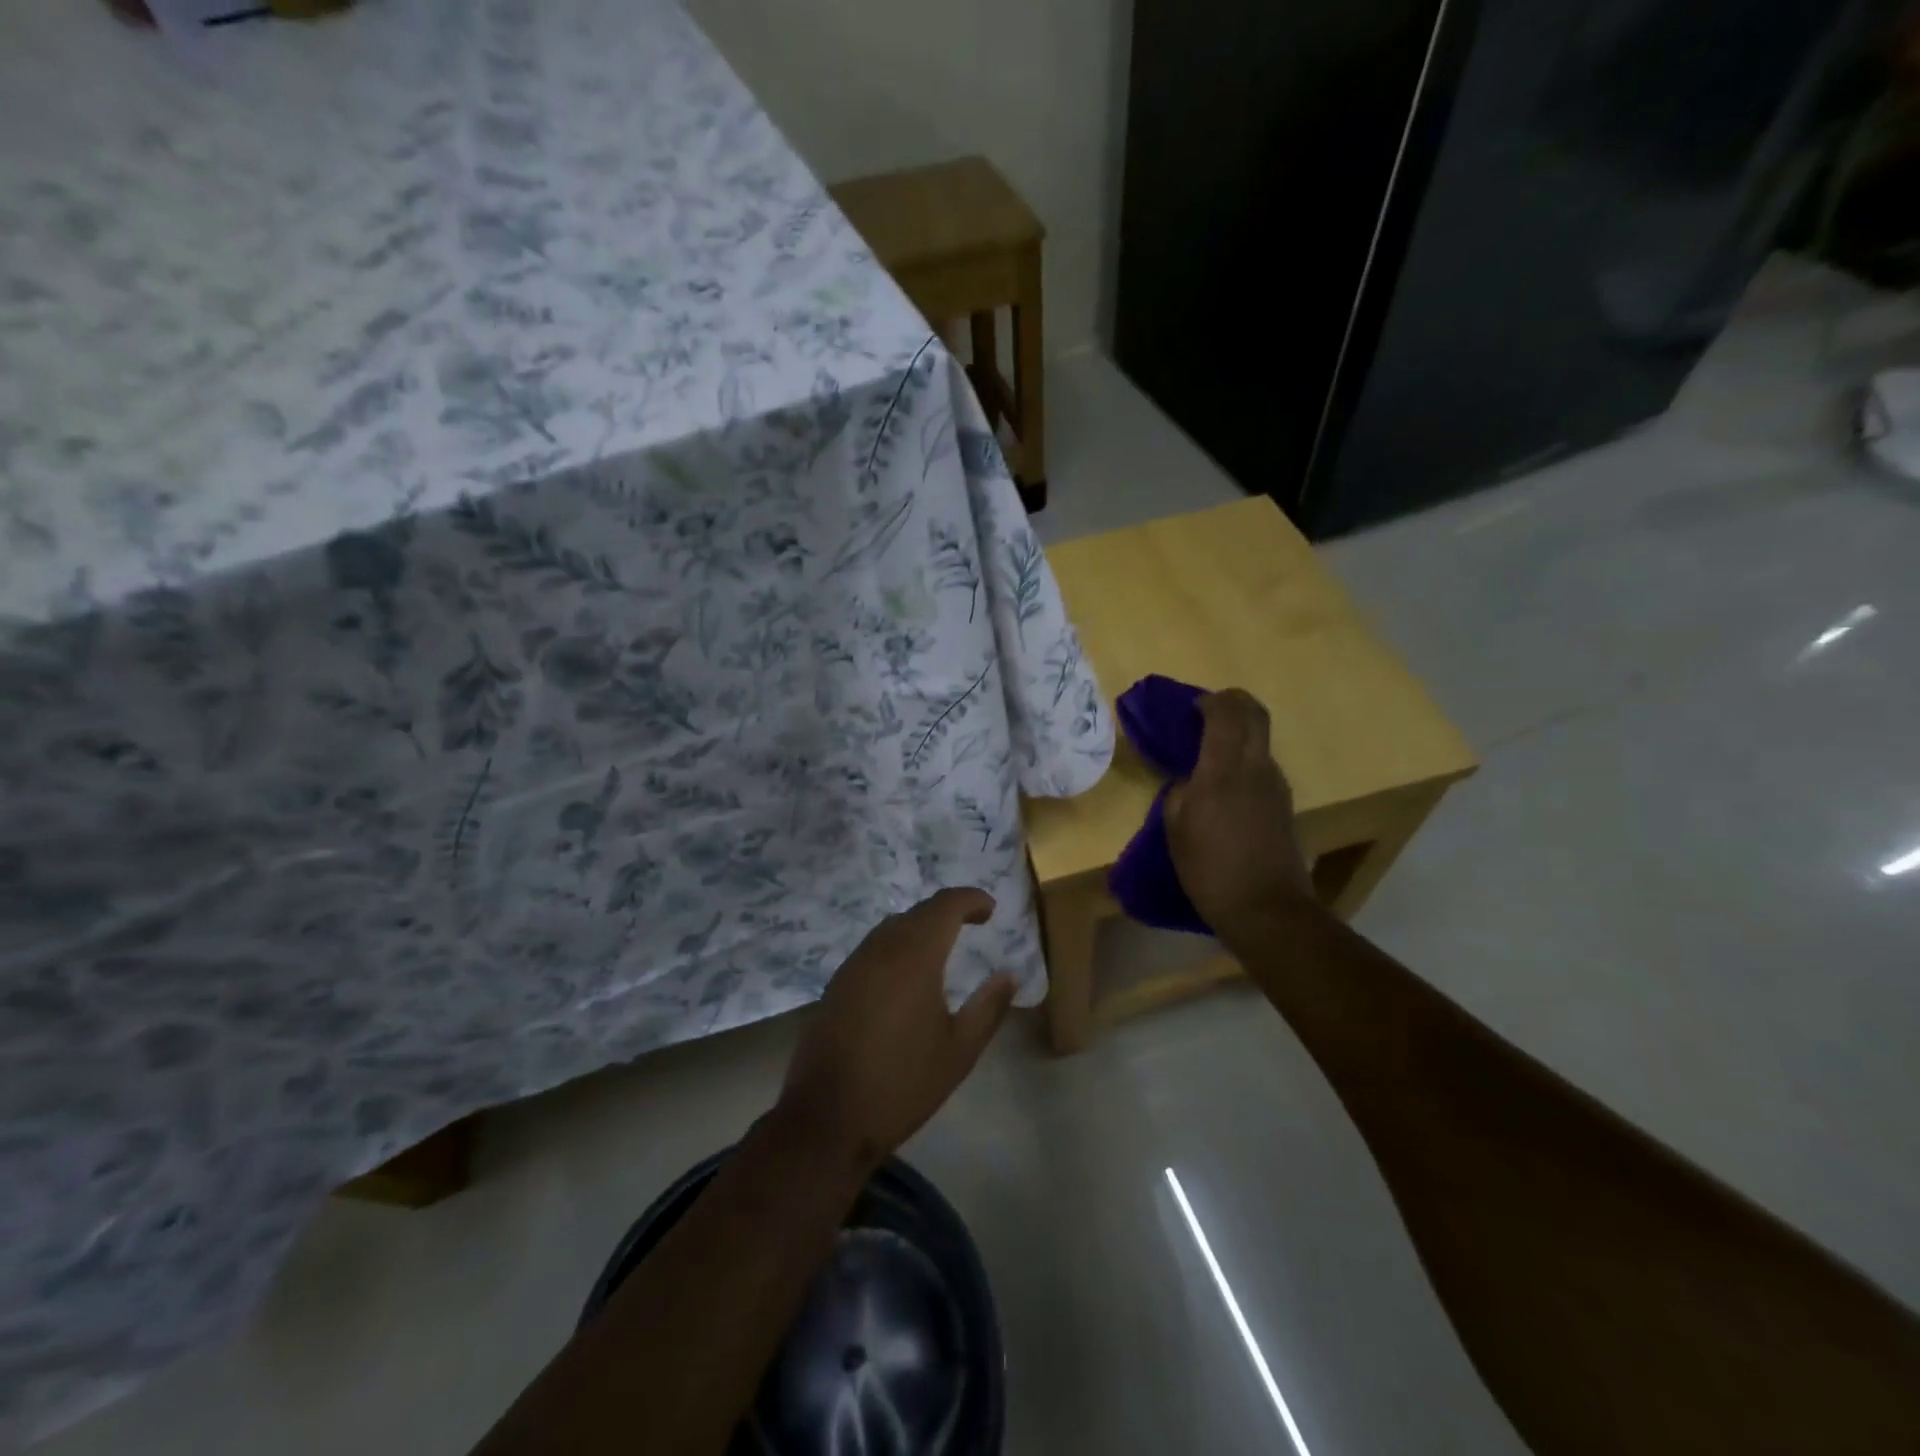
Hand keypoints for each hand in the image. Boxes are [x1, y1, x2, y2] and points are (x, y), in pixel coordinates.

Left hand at [776, 888, 1014, 1173]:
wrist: (827, 1119)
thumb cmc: (902, 1085)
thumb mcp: (959, 1051)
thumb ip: (989, 1007)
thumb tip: (1010, 974)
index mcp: (915, 958)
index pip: (945, 906)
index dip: (970, 899)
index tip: (991, 909)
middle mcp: (881, 950)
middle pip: (918, 912)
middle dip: (948, 910)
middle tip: (973, 923)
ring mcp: (853, 965)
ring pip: (892, 927)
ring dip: (920, 926)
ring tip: (944, 944)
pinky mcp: (837, 984)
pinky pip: (874, 947)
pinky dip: (898, 944)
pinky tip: (907, 972)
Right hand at [1165, 689, 1315, 931]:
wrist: (1266, 909)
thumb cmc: (1210, 869)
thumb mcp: (1176, 830)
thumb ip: (1180, 792)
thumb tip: (1189, 779)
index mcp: (1223, 769)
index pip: (1225, 712)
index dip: (1208, 701)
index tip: (1189, 708)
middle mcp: (1256, 766)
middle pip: (1254, 713)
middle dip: (1231, 703)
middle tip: (1205, 714)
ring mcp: (1276, 784)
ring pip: (1260, 738)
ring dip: (1238, 732)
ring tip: (1210, 752)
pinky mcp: (1284, 803)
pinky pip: (1263, 764)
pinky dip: (1245, 758)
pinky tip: (1226, 786)